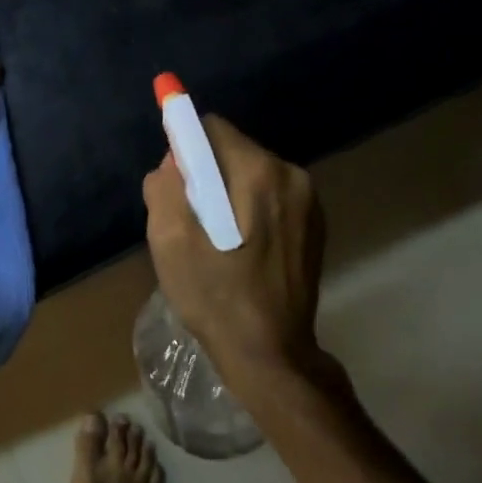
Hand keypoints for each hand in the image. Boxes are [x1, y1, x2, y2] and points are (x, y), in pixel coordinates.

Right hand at [142, 116, 326, 387]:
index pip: (211, 128)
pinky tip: (243, 247)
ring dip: (229, 191)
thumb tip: (174, 160)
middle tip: (194, 221)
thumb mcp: (169, 241)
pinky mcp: (316, 222)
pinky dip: (251, 207)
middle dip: (207, 173)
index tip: (177, 186)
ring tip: (218, 239)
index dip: (185, 149)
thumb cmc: (215, 297)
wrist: (272, 354)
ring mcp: (309, 199)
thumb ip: (166, 185)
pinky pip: (271, 194)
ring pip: (252, 171)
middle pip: (233, 148)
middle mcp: (291, 174)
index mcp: (258, 172)